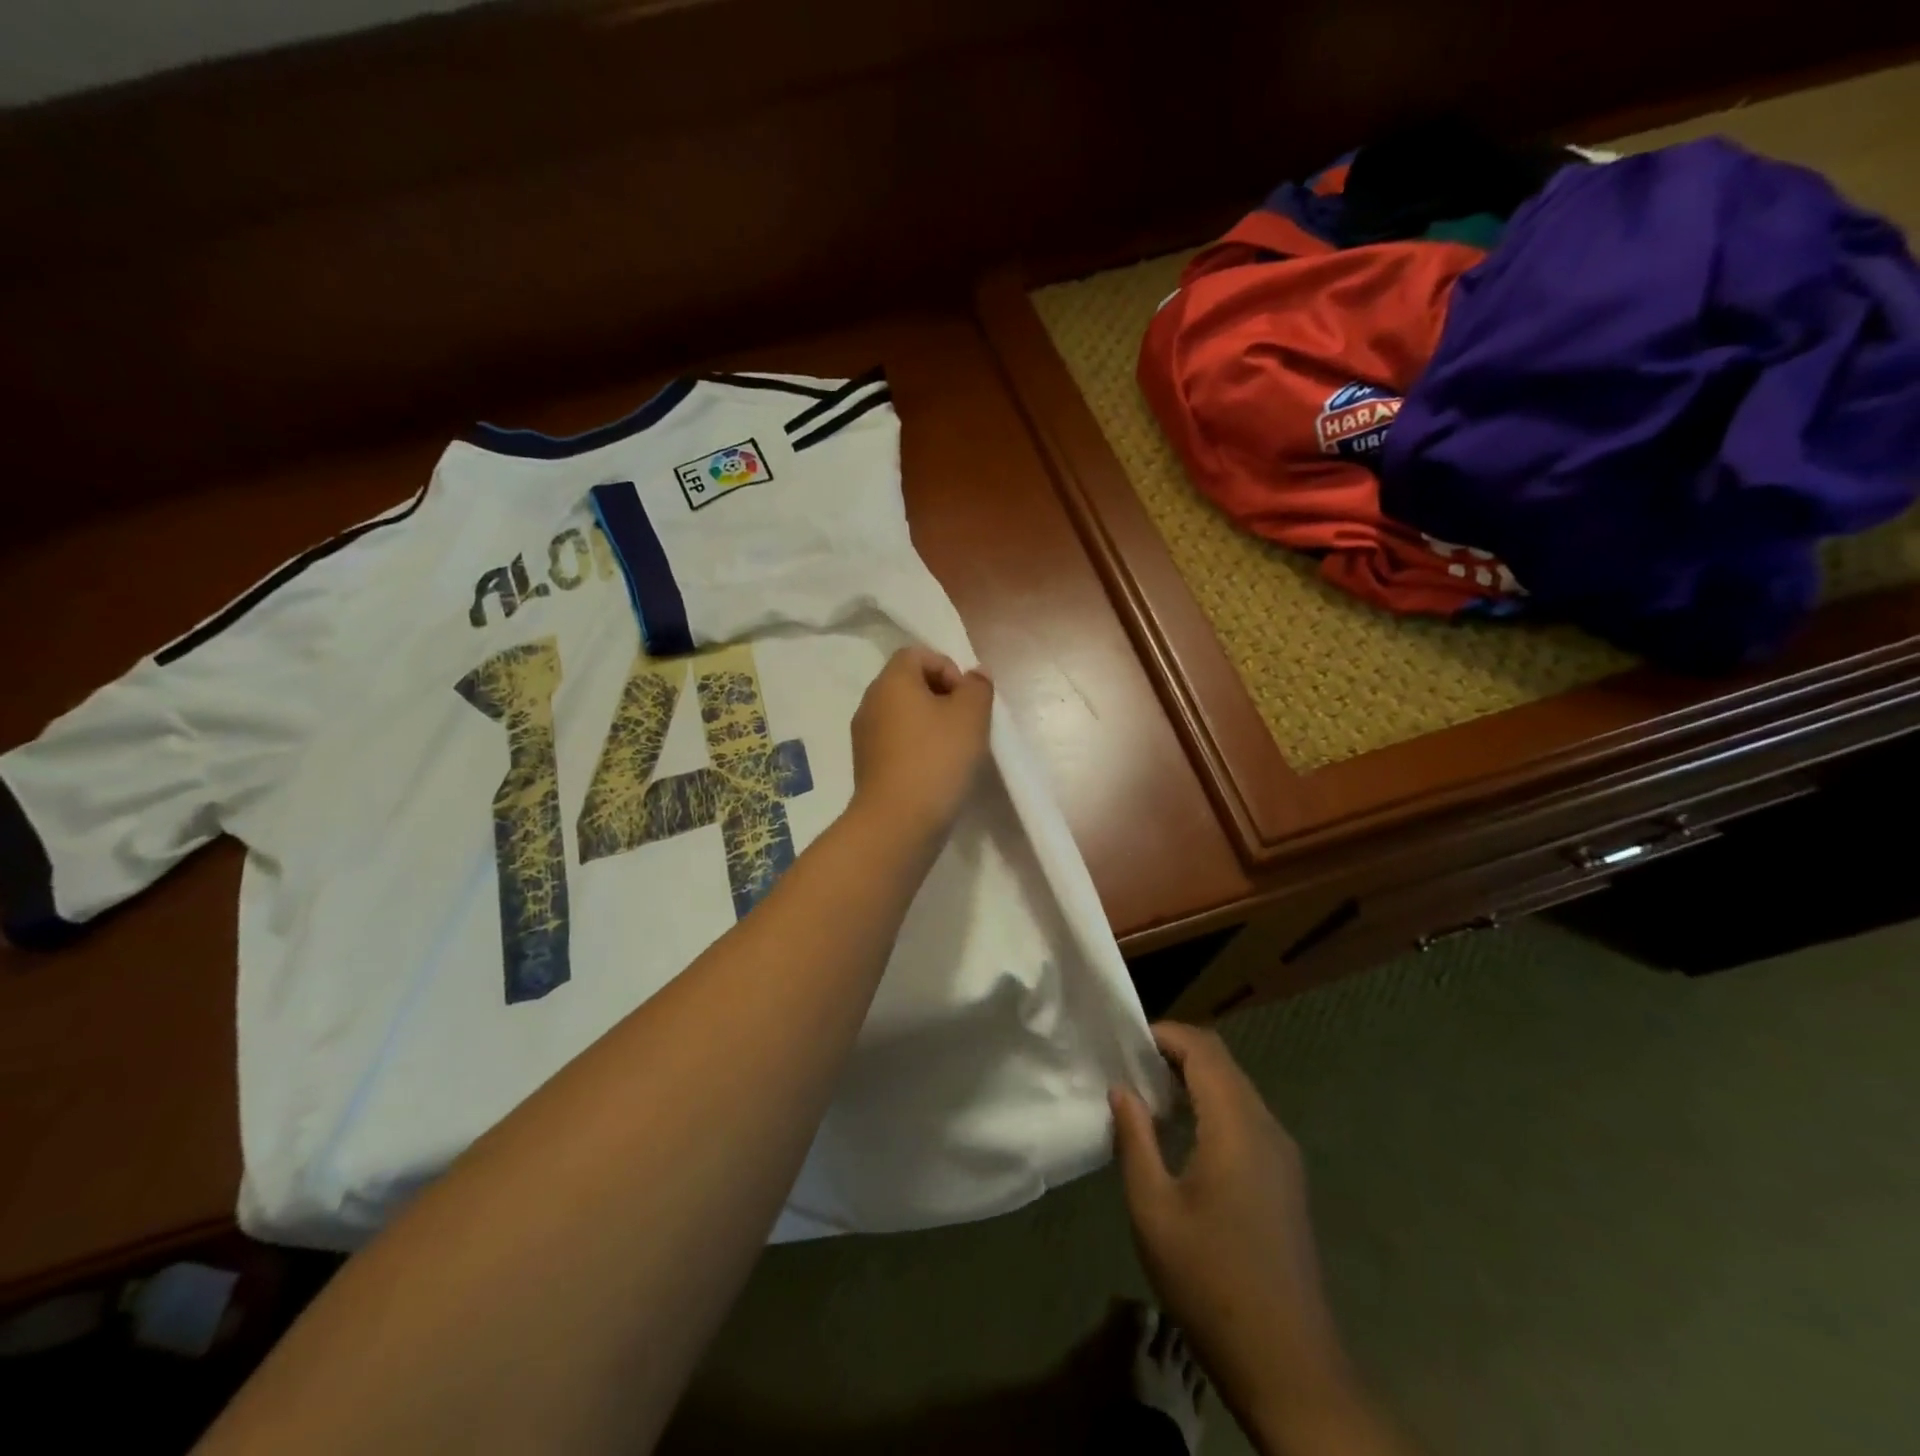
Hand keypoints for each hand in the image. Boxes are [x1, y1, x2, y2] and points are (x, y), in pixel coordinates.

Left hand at [849, 646, 992, 843]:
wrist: (898, 823)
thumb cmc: (937, 759)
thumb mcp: (971, 716)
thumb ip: (978, 687)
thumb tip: (974, 675)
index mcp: (891, 682)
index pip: (917, 654)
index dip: (948, 668)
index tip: (966, 699)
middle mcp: (870, 702)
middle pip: (909, 683)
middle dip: (942, 697)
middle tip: (966, 725)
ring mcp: (864, 736)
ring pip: (903, 715)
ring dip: (930, 725)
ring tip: (954, 751)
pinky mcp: (867, 766)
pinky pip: (896, 743)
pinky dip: (916, 748)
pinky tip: (935, 772)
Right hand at [1113, 1023, 1397, 1454]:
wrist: (1288, 1364)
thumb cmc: (1210, 1282)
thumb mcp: (1153, 1211)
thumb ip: (1135, 1140)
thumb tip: (1122, 1090)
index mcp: (1237, 1127)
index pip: (1204, 1050)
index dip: (1165, 1034)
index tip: (1126, 1041)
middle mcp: (1267, 1128)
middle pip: (1222, 1064)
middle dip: (1177, 1053)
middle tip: (1131, 1065)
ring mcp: (1283, 1155)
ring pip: (1236, 1090)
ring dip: (1195, 1080)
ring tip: (1149, 1095)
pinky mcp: (1286, 1179)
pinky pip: (1246, 1118)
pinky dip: (1212, 1106)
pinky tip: (1183, 1135)